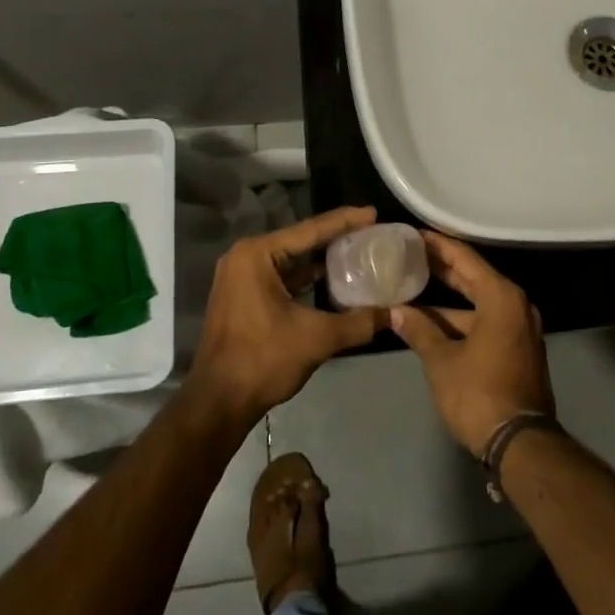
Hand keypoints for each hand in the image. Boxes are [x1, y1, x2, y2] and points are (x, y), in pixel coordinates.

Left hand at [189, 206, 385, 422]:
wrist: (219, 402)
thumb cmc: (263, 360)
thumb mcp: (317, 337)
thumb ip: (359, 322)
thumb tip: (395, 314)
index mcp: (257, 255)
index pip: (310, 230)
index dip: (345, 221)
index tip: (374, 213)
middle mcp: (245, 257)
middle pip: (299, 241)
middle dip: (335, 237)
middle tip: (371, 231)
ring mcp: (240, 277)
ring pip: (290, 260)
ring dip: (321, 258)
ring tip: (358, 251)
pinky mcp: (242, 296)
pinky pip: (281, 277)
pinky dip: (306, 277)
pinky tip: (333, 279)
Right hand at [389, 233, 553, 455]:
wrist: (520, 443)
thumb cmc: (478, 394)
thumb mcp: (442, 361)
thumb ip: (419, 330)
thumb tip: (396, 312)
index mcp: (502, 297)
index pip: (465, 259)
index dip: (438, 245)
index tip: (414, 234)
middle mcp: (516, 305)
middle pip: (473, 277)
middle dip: (441, 268)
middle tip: (410, 254)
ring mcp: (520, 328)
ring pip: (478, 303)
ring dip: (447, 301)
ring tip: (412, 289)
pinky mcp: (517, 349)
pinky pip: (486, 321)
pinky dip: (461, 319)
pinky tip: (432, 322)